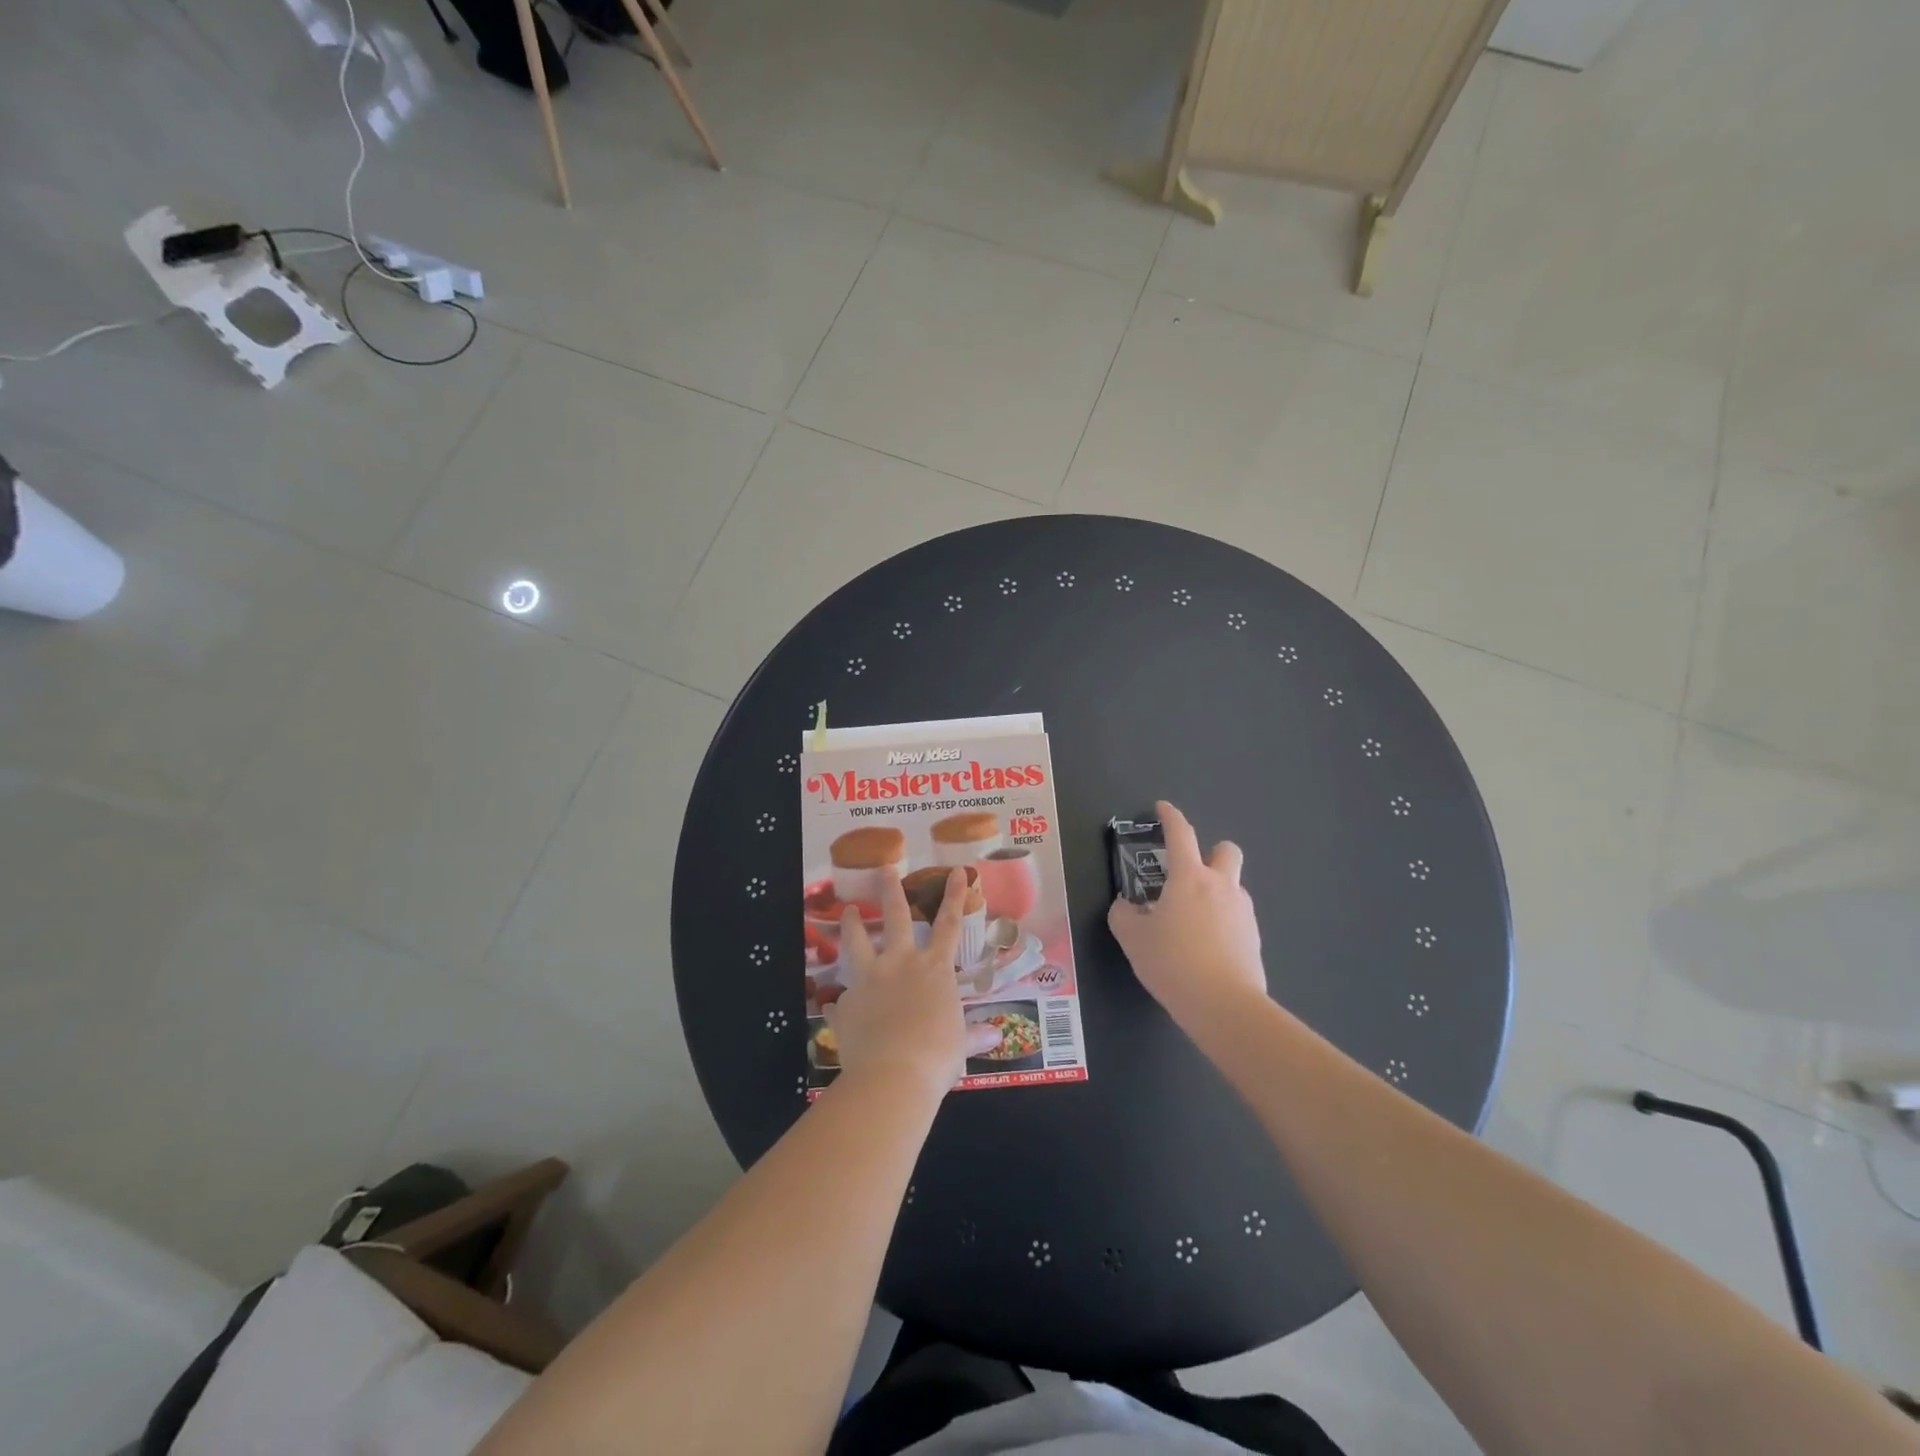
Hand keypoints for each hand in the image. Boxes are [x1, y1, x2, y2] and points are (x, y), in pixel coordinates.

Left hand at [827, 867, 996, 1100]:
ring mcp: (869, 980)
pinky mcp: (846, 1004)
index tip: (957, 869)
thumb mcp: (960, 1045)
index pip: (949, 924)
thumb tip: (997, 1035)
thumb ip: (974, 1035)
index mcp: (934, 969)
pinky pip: (842, 1000)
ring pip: (857, 942)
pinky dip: (843, 1003)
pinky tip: (837, 1008)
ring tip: (846, 910)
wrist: (893, 1075)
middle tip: (884, 868)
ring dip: (851, 924)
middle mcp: (901, 964)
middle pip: (896, 917)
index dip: (954, 895)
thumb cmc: (937, 1057)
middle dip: (890, 890)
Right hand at [1108, 800, 1265, 1022]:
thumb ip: (1123, 915)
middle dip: (1211, 852)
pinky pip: (1237, 917)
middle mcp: (1221, 886)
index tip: (1162, 808)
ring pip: (1233, 886)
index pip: (1181, 834)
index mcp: (1189, 878)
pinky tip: (1205, 946)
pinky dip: (1222, 921)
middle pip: (1226, 850)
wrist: (1224, 1006)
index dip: (1170, 816)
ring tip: (1191, 920)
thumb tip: (1126, 906)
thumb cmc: (1172, 962)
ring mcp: (1243, 911)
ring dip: (1215, 891)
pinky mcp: (1254, 937)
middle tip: (1189, 873)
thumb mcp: (1133, 939)